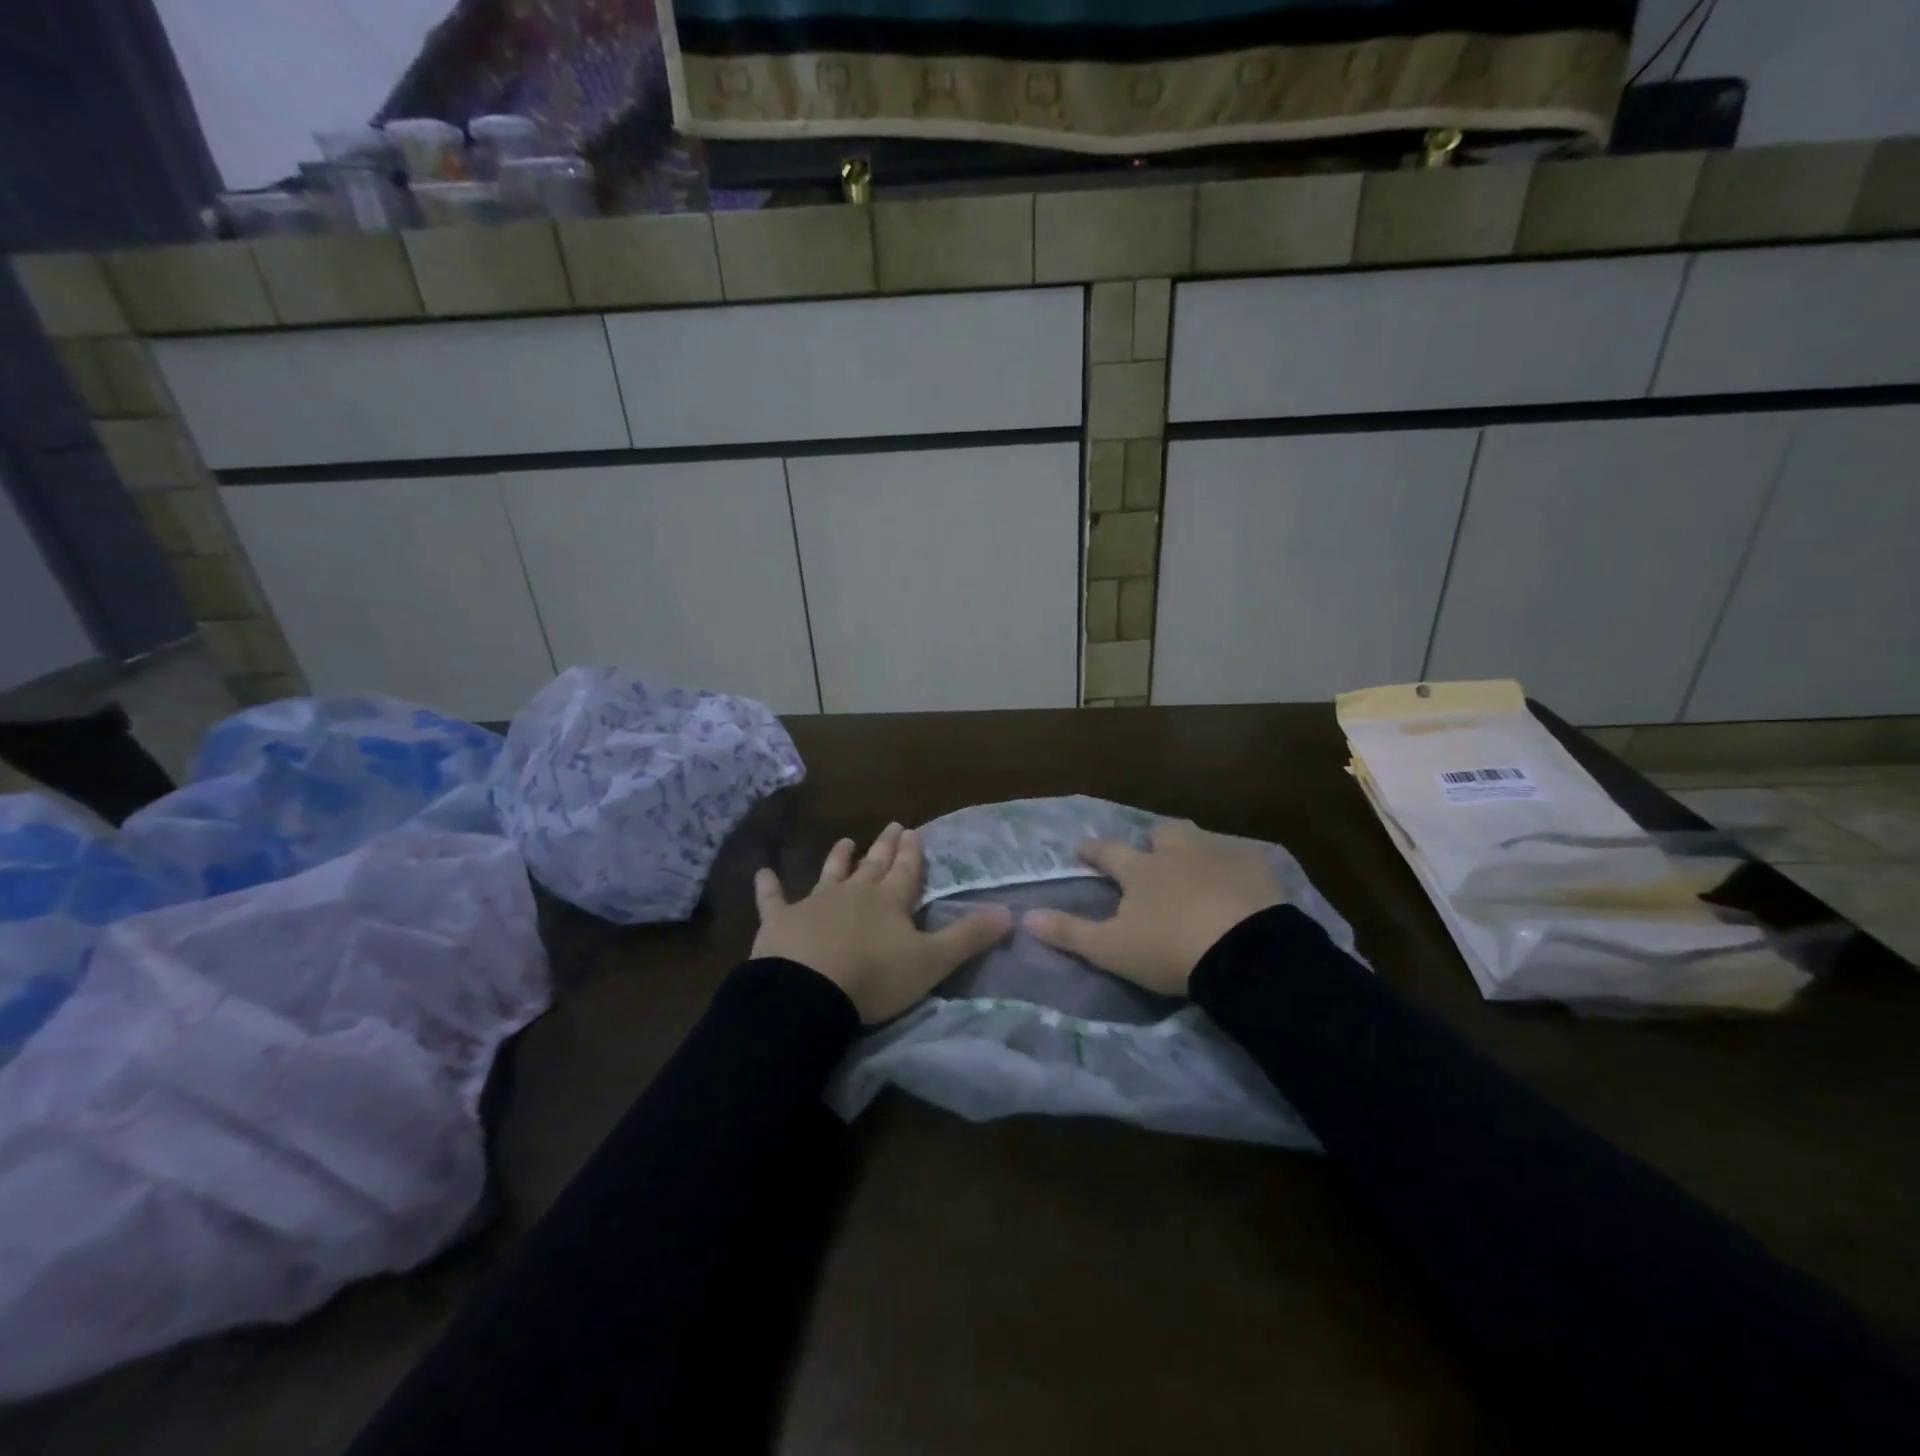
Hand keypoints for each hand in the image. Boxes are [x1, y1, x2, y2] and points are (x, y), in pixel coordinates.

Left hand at [752, 823, 1012, 1023]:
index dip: (912, 853)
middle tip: (892, 825)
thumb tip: (1009, 913)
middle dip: (884, 847)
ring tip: (846, 840)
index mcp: (889, 902)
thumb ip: (968, 937)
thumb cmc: (875, 977)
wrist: (810, 991)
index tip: (914, 831)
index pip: (906, 871)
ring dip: (839, 858)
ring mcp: (815, 904)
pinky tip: (761, 873)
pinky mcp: (780, 921)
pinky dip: (768, 887)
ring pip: (830, 874)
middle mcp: (854, 894)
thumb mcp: (931, 961)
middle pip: (873, 866)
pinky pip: (773, 899)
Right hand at [1023, 820, 1287, 995]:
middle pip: (1162, 834)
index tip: (1081, 847)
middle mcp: (1177, 853)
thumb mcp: (1111, 949)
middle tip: (1152, 852)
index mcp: (1141, 871)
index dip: (1092, 850)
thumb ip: (1069, 932)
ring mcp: (1218, 856)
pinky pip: (1242, 858)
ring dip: (1192, 847)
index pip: (1108, 853)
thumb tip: (1026, 916)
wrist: (1245, 953)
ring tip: (1194, 864)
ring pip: (1200, 839)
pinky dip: (1235, 867)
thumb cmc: (1169, 950)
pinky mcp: (1256, 869)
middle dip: (1153, 840)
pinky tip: (1239, 882)